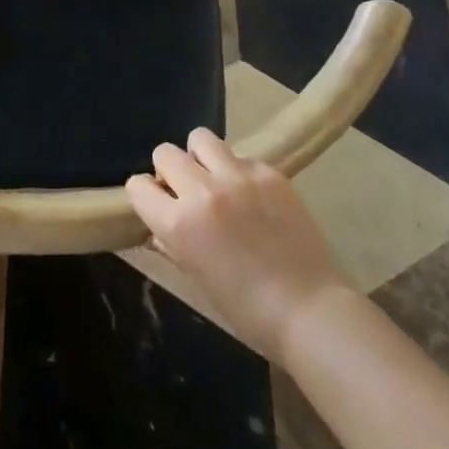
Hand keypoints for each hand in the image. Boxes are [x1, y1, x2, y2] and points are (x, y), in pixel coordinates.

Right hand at [125, 128, 356, 364]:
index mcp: (178, 223)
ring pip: (200, 138)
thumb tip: (158, 226)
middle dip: (169, 170)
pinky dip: (238, 170)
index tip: (157, 205)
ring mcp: (238, 177)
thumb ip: (172, 243)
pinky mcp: (269, 172)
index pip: (137, 185)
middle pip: (165, 152)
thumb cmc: (247, 309)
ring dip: (200, 157)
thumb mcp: (196, 277)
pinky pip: (240, 155)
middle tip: (186, 192)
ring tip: (215, 180)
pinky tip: (252, 196)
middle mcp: (202, 191)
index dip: (145, 195)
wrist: (310, 310)